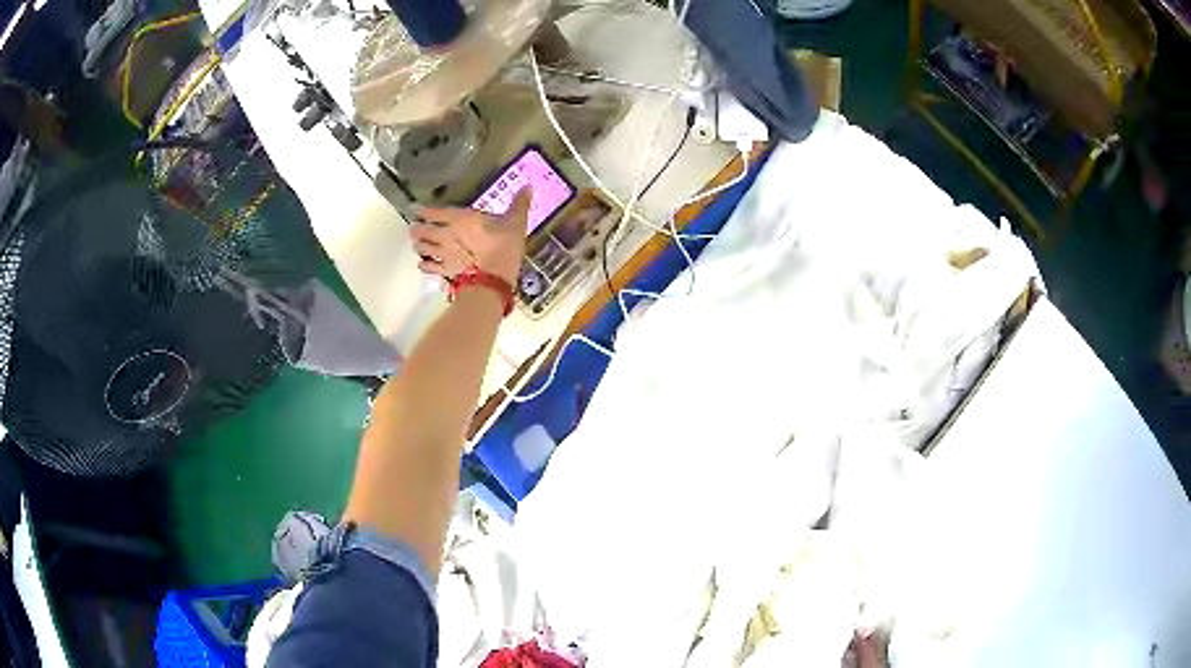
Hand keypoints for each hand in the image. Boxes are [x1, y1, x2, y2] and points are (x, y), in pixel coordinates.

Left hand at [409, 188, 532, 284]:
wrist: (494, 280)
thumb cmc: (504, 247)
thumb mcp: (516, 222)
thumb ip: (519, 204)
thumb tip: (528, 185)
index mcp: (460, 218)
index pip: (434, 212)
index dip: (422, 210)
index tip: (414, 208)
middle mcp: (446, 234)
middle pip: (423, 230)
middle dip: (416, 228)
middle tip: (413, 228)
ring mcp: (443, 254)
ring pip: (422, 248)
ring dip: (418, 245)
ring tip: (417, 244)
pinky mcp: (446, 272)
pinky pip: (429, 267)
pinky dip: (424, 264)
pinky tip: (423, 264)